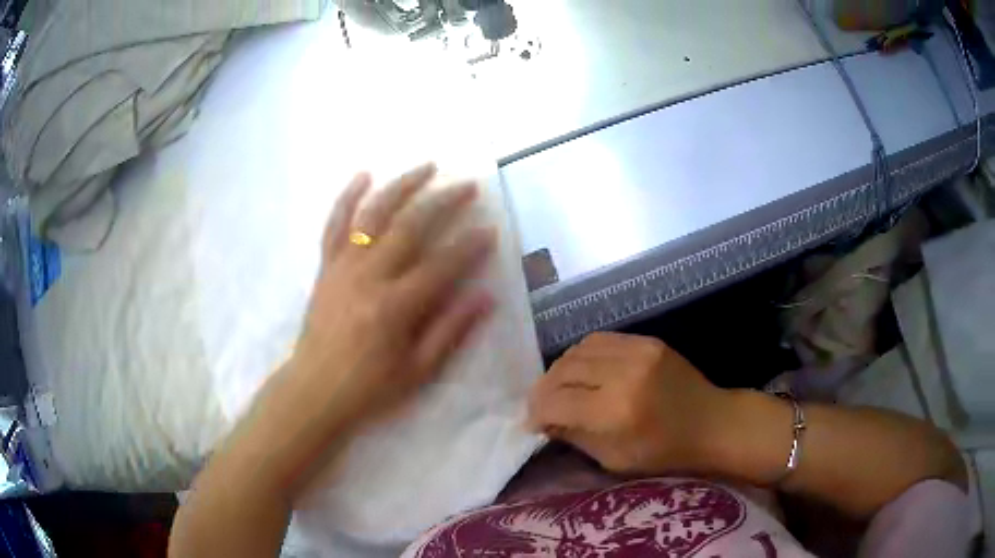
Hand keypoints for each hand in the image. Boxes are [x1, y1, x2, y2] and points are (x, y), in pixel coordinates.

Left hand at [281, 163, 495, 433]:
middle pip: (410, 227)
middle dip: (443, 203)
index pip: (441, 265)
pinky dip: (347, 198)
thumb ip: (451, 330)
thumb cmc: (370, 386)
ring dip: (401, 186)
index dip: (469, 245)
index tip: (490, 229)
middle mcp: (369, 277)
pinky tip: (363, 176)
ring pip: (373, 215)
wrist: (315, 389)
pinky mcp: (326, 267)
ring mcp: (343, 267)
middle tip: (468, 186)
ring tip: (426, 167)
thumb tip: (487, 296)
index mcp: (395, 307)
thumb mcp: (419, 370)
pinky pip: (335, 225)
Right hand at [528, 332, 730, 475]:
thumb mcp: (614, 459)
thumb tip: (545, 420)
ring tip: (560, 387)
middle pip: (562, 371)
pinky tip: (583, 371)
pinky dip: (583, 355)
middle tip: (542, 405)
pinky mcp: (647, 340)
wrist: (712, 422)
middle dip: (544, 390)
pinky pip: (600, 340)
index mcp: (616, 412)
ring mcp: (637, 351)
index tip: (532, 423)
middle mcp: (623, 374)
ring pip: (577, 350)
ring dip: (561, 370)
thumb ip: (575, 435)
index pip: (556, 402)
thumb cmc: (665, 453)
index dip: (536, 412)